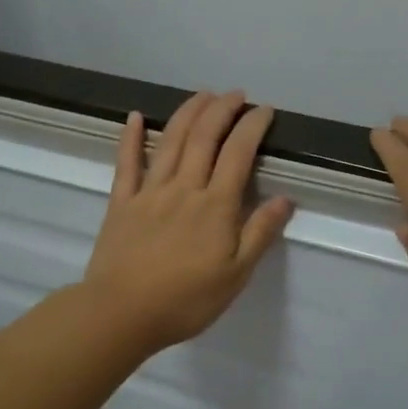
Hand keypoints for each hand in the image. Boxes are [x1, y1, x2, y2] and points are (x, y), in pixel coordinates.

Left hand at [82, 90, 294, 354]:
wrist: (122, 314)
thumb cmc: (185, 300)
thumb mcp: (236, 275)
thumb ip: (260, 233)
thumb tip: (285, 199)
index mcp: (215, 206)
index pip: (238, 154)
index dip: (252, 126)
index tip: (264, 110)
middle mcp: (183, 188)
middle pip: (203, 137)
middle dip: (222, 109)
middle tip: (236, 95)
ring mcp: (149, 192)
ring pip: (169, 141)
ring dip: (188, 113)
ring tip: (203, 95)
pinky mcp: (121, 202)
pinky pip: (126, 163)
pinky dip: (130, 136)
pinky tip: (134, 116)